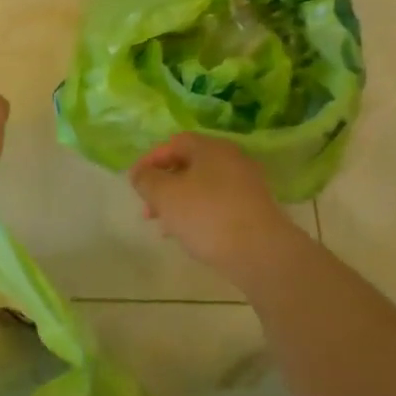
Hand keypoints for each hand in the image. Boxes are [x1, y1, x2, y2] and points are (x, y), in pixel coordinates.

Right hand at [129, 133, 296, 273]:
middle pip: (189, 165)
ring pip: (203, 187)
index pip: (174, 143)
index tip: (135, 182)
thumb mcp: (165, 195)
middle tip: (147, 208)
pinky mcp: (255, 209)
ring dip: (179, 202)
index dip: (150, 160)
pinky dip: (199, 213)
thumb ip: (146, 180)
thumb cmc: (207, 216)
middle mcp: (232, 159)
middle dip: (163, 185)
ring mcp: (247, 184)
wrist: (261, 253)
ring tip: (163, 226)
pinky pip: (218, 204)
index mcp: (211, 148)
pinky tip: (189, 235)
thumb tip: (140, 173)